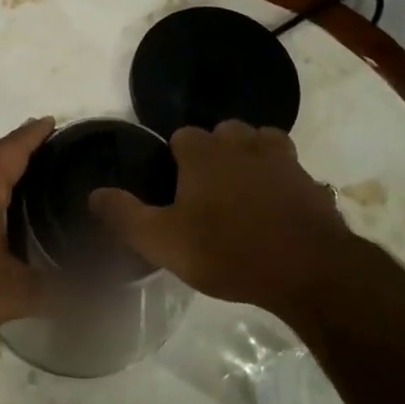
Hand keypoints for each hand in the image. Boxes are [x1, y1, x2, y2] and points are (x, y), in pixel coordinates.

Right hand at [90, 120, 354, 312]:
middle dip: (214, 154)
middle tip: (207, 194)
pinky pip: (290, 170)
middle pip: (223, 133)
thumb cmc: (228, 251)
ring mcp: (282, 159)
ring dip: (250, 159)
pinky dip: (282, 181)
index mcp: (204, 153)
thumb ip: (125, 216)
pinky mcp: (310, 181)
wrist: (308, 270)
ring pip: (261, 143)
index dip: (175, 160)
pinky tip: (277, 209)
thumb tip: (94, 194)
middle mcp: (243, 144)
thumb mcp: (163, 241)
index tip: (174, 190)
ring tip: (243, 193)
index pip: (182, 136)